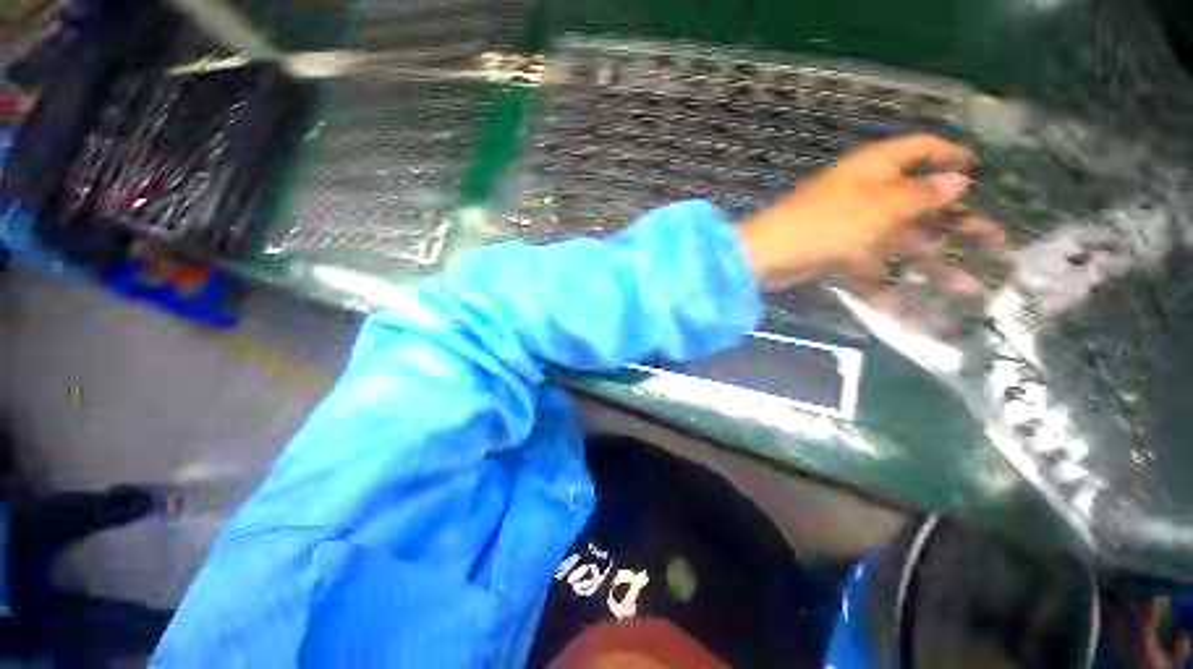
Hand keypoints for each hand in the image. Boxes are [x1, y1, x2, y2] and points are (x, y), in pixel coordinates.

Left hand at [736, 134, 1004, 292]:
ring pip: (900, 245)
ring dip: (933, 266)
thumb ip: (921, 195)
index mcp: (875, 170)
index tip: (979, 168)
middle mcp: (866, 197)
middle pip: (920, 205)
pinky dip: (887, 291)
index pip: (920, 150)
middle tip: (997, 243)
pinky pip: (870, 272)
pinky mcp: (837, 259)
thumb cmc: (827, 223)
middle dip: (958, 224)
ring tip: (969, 289)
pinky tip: (913, 312)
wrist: (768, 257)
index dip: (950, 155)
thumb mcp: (882, 205)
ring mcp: (851, 231)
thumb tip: (957, 180)